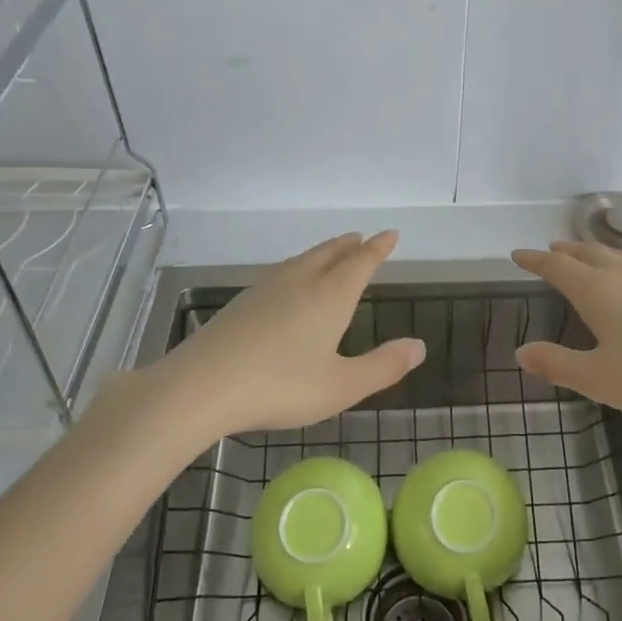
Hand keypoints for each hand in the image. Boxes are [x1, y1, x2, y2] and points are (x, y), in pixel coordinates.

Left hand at [135, 231, 425, 445]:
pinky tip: (288, 282)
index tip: (390, 234)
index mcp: (330, 296)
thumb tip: (419, 346)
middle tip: (361, 237)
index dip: (378, 248)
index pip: (361, 262)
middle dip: (349, 245)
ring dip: (323, 252)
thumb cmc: (281, 386)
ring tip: (332, 253)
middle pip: (330, 253)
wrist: (202, 386)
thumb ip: (383, 366)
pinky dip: (298, 267)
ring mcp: (267, 288)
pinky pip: (281, 272)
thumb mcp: (341, 386)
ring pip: (303, 260)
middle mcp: (301, 282)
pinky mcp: (242, 302)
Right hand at [511, 241, 621, 419]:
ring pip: (612, 257)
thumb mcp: (598, 378)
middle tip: (548, 250)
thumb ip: (557, 364)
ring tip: (580, 257)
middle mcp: (621, 278)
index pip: (557, 267)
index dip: (535, 260)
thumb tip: (521, 352)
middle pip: (586, 253)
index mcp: (596, 291)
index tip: (517, 255)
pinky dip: (613, 264)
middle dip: (563, 251)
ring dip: (589, 253)